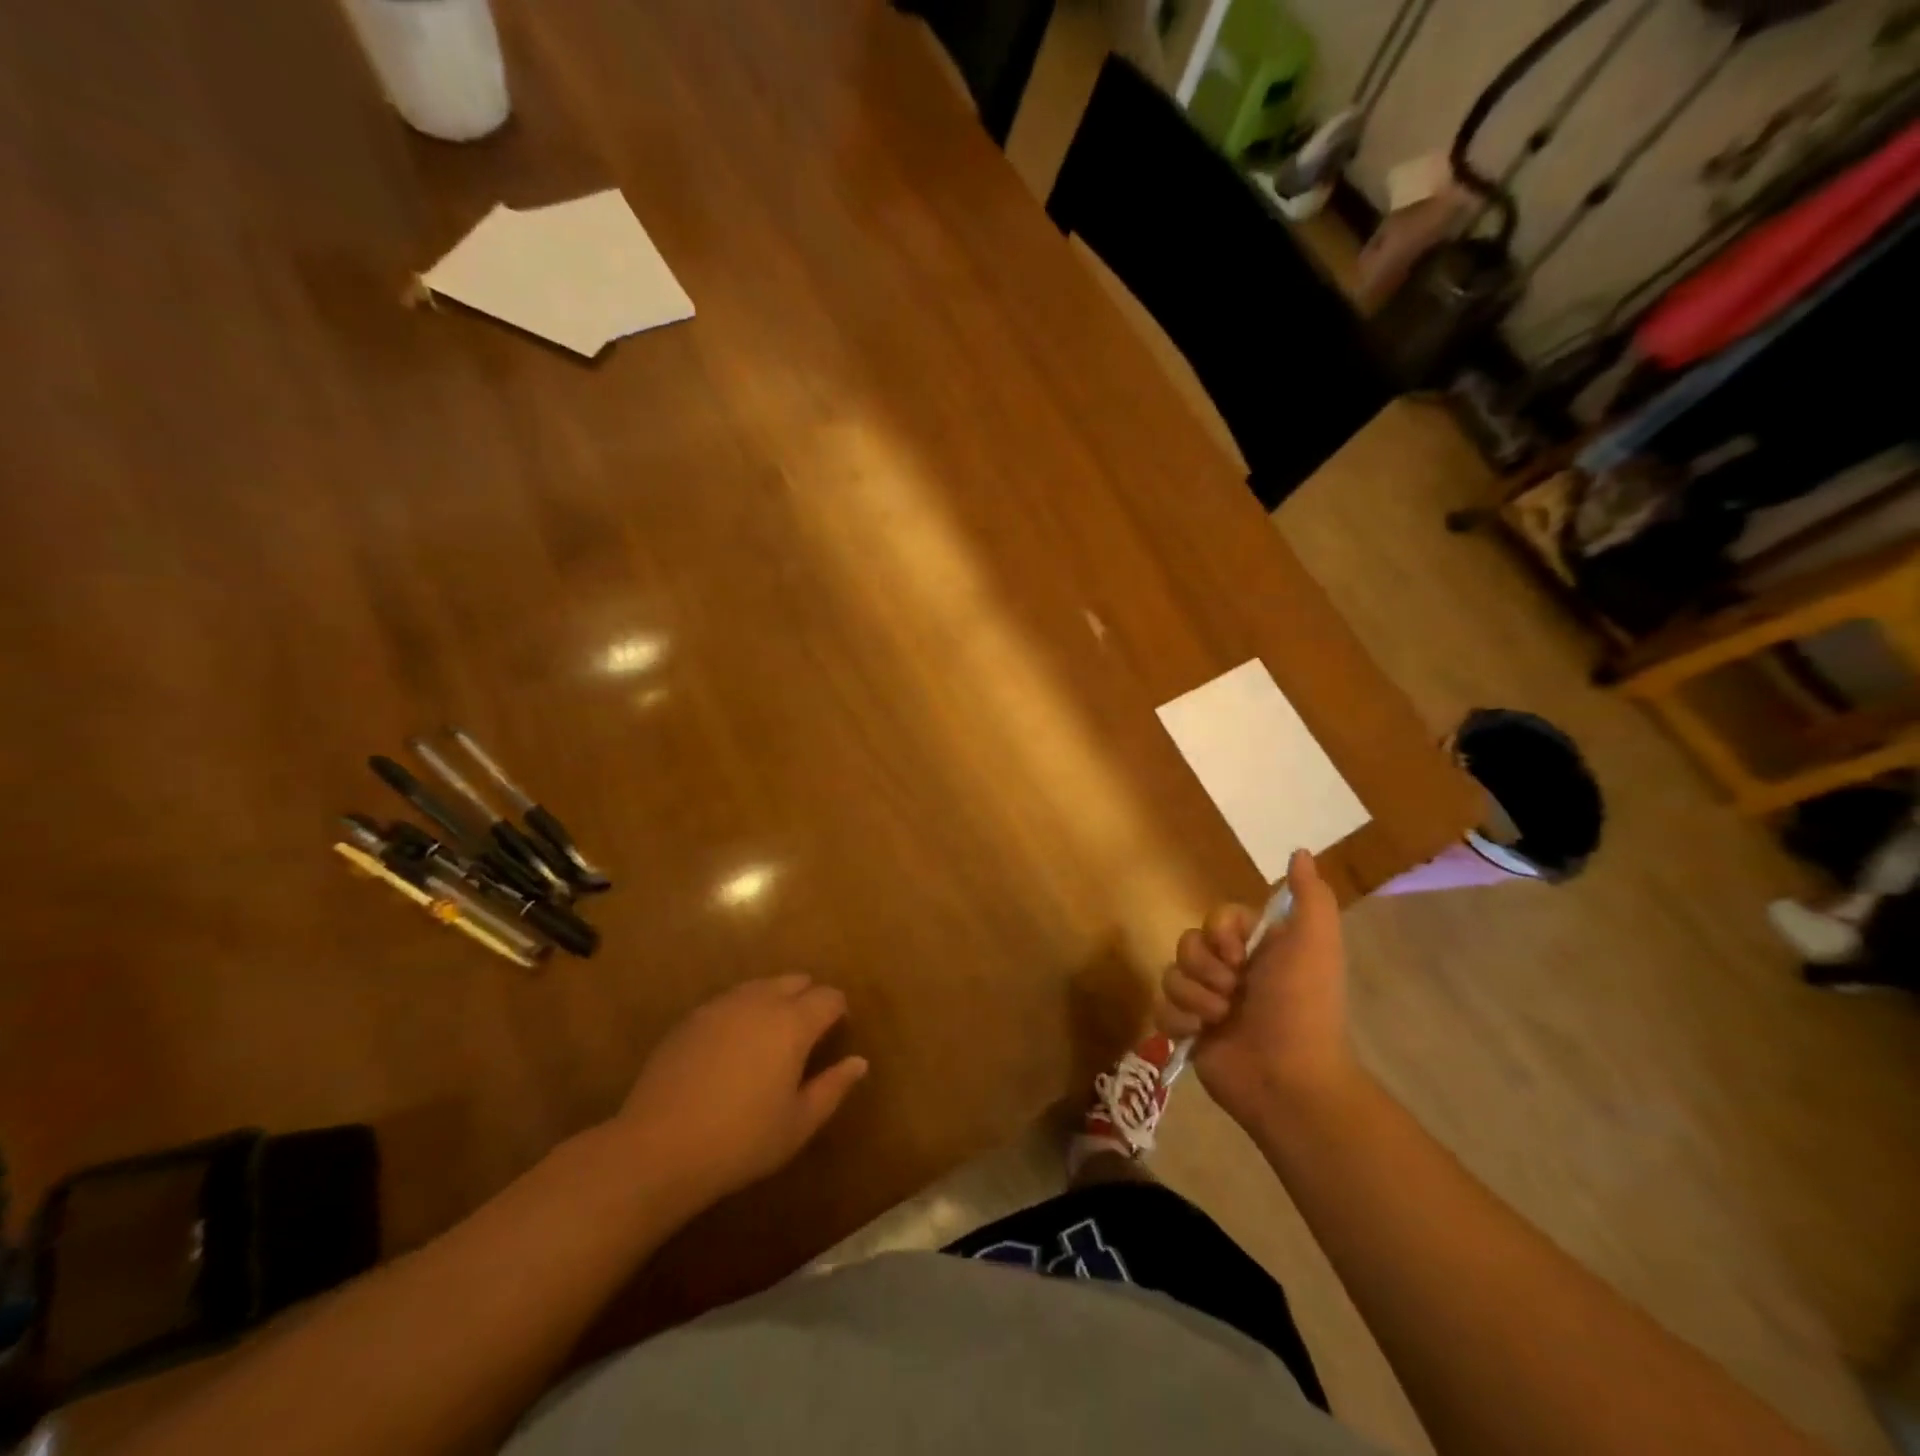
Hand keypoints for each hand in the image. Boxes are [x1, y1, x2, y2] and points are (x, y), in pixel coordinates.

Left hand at [612, 975, 868, 1204]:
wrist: (657, 1148)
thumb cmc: (740, 1140)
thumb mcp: (798, 1123)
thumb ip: (833, 1087)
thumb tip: (859, 1062)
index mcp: (793, 1022)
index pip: (829, 997)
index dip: (838, 1011)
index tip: (836, 1033)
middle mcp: (760, 1001)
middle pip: (795, 981)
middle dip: (808, 998)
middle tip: (806, 1035)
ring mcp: (721, 1005)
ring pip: (760, 986)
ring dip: (774, 1000)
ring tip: (770, 1037)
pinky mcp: (691, 1018)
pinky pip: (729, 1001)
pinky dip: (742, 1012)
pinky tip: (732, 1046)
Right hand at [1158, 849, 1359, 1127]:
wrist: (1289, 1080)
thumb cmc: (1303, 1008)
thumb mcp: (1316, 946)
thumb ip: (1311, 898)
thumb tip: (1300, 852)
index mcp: (1257, 950)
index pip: (1215, 918)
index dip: (1219, 933)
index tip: (1238, 955)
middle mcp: (1231, 972)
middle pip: (1188, 943)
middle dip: (1205, 967)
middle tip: (1233, 992)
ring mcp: (1207, 1002)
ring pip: (1171, 974)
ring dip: (1193, 996)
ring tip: (1219, 1020)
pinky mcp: (1187, 1032)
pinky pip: (1161, 1008)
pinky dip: (1179, 1021)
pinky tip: (1200, 1036)